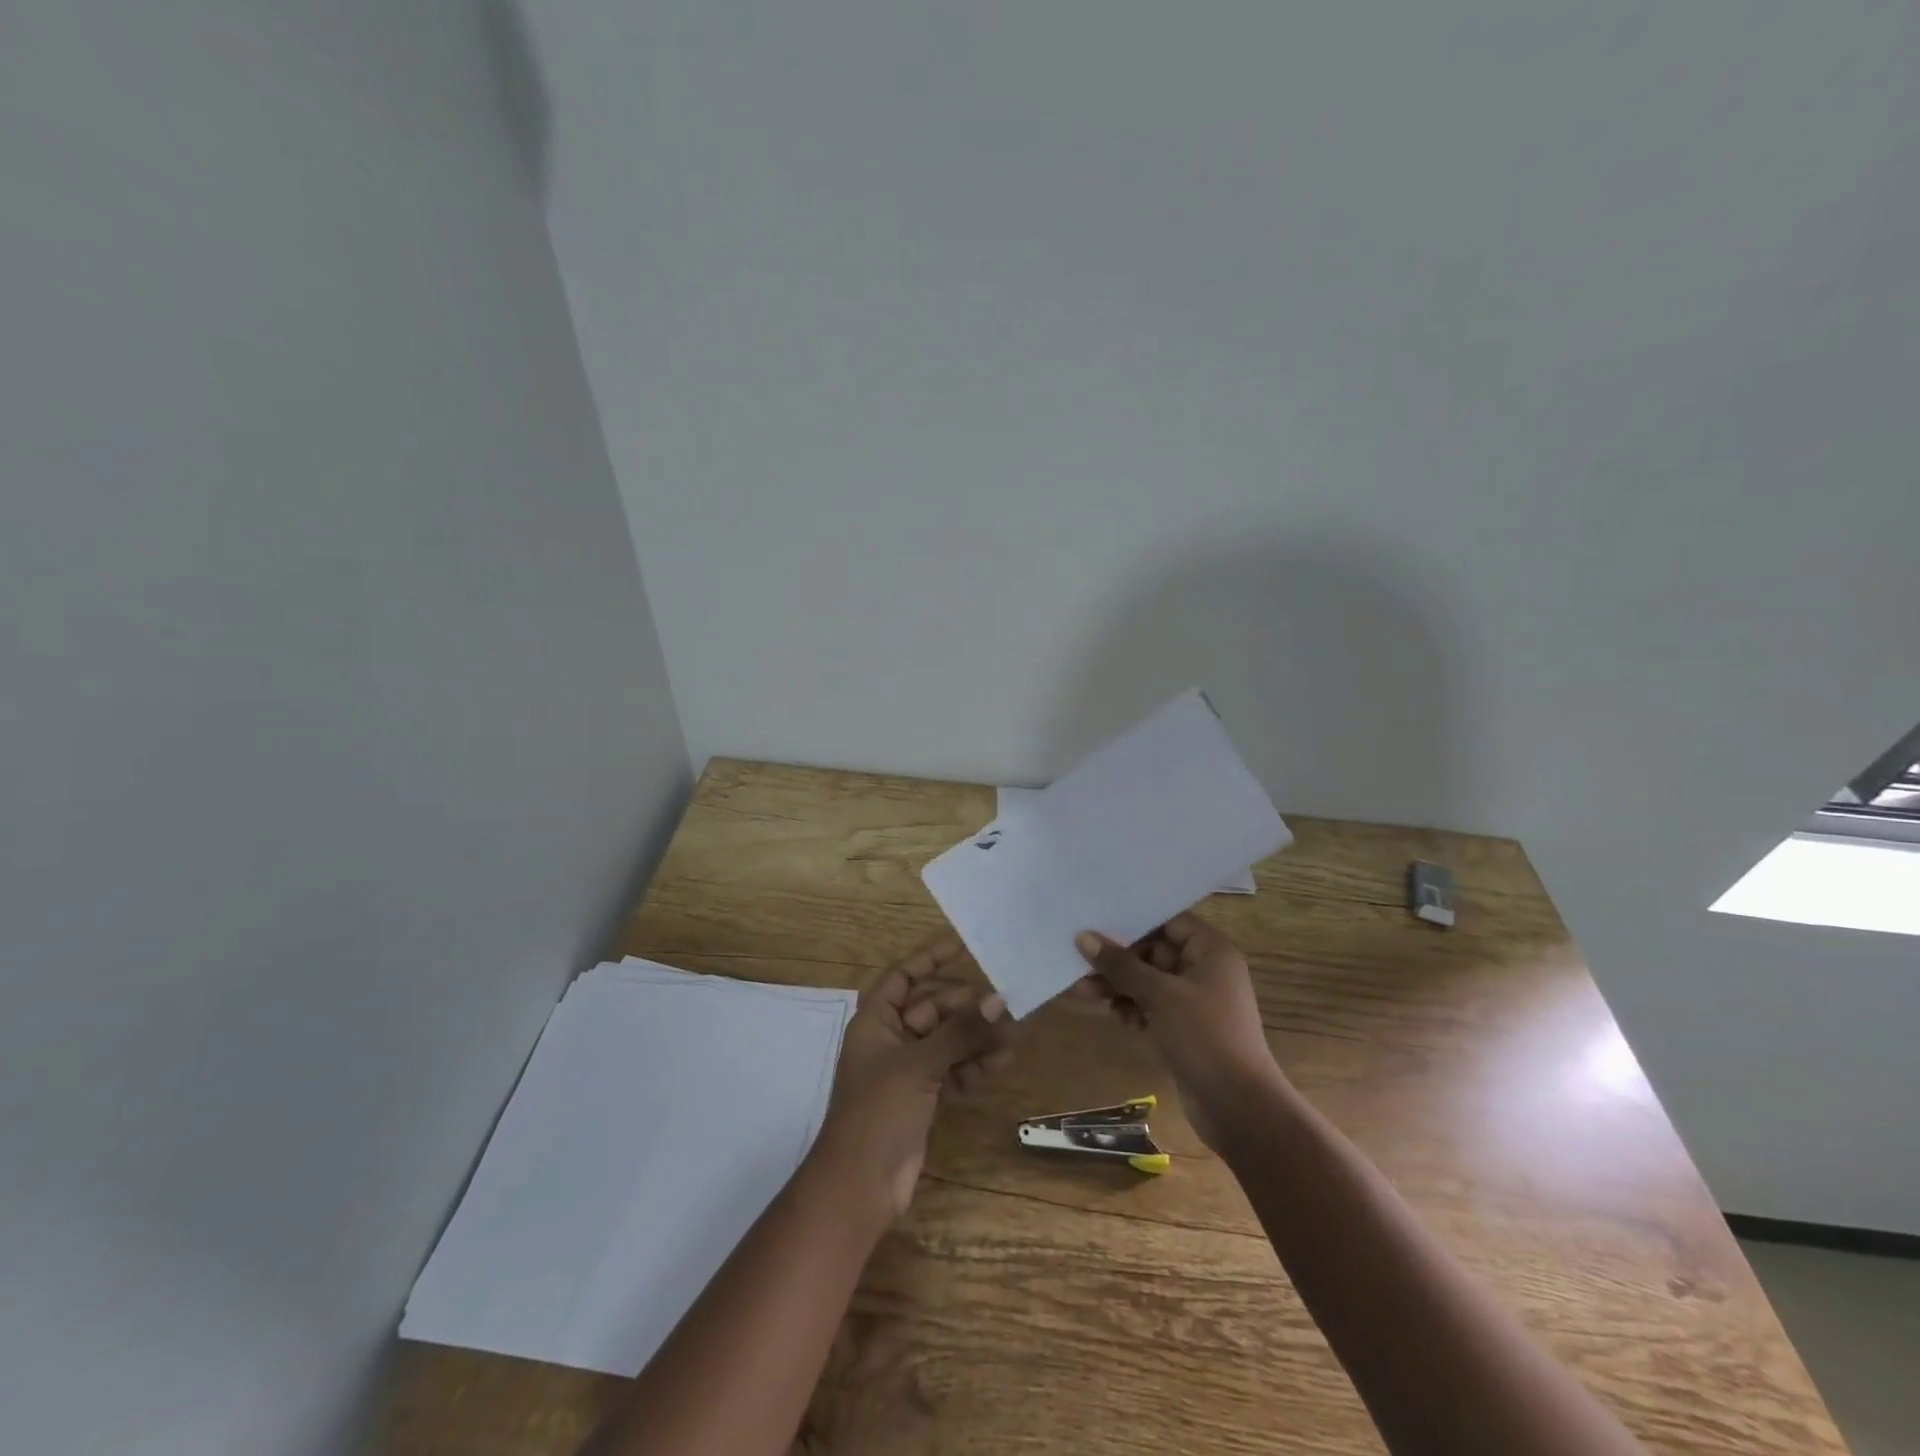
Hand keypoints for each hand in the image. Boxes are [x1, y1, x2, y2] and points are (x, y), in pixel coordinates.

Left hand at [813, 935, 1011, 1222]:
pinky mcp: (922, 1097)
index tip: (961, 945)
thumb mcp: (920, 1063)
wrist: (860, 1184)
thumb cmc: (879, 1110)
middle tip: (1005, 1003)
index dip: (928, 958)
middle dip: (966, 1006)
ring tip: (1013, 1034)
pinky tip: (1001, 1062)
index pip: (902, 976)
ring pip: (946, 1040)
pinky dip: (973, 1065)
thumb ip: (960, 1031)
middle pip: (932, 1008)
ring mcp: (907, 1069)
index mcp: (876, 1021)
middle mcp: (890, 1039)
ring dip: (976, 1037)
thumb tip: (998, 999)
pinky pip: (952, 1068)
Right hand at [1074, 914, 1280, 1150]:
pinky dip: (1134, 1007)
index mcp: (1211, 951)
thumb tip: (1083, 937)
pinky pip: (1153, 1006)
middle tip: (1080, 963)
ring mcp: (1195, 1001)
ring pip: (1149, 981)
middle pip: (1154, 951)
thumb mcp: (1159, 995)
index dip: (1134, 922)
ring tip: (1085, 992)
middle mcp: (1205, 969)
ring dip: (1119, 985)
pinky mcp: (1185, 1027)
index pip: (1168, 921)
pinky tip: (1118, 1018)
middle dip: (1118, 960)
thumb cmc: (1204, 1037)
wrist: (1238, 1108)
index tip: (1096, 922)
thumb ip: (1120, 965)